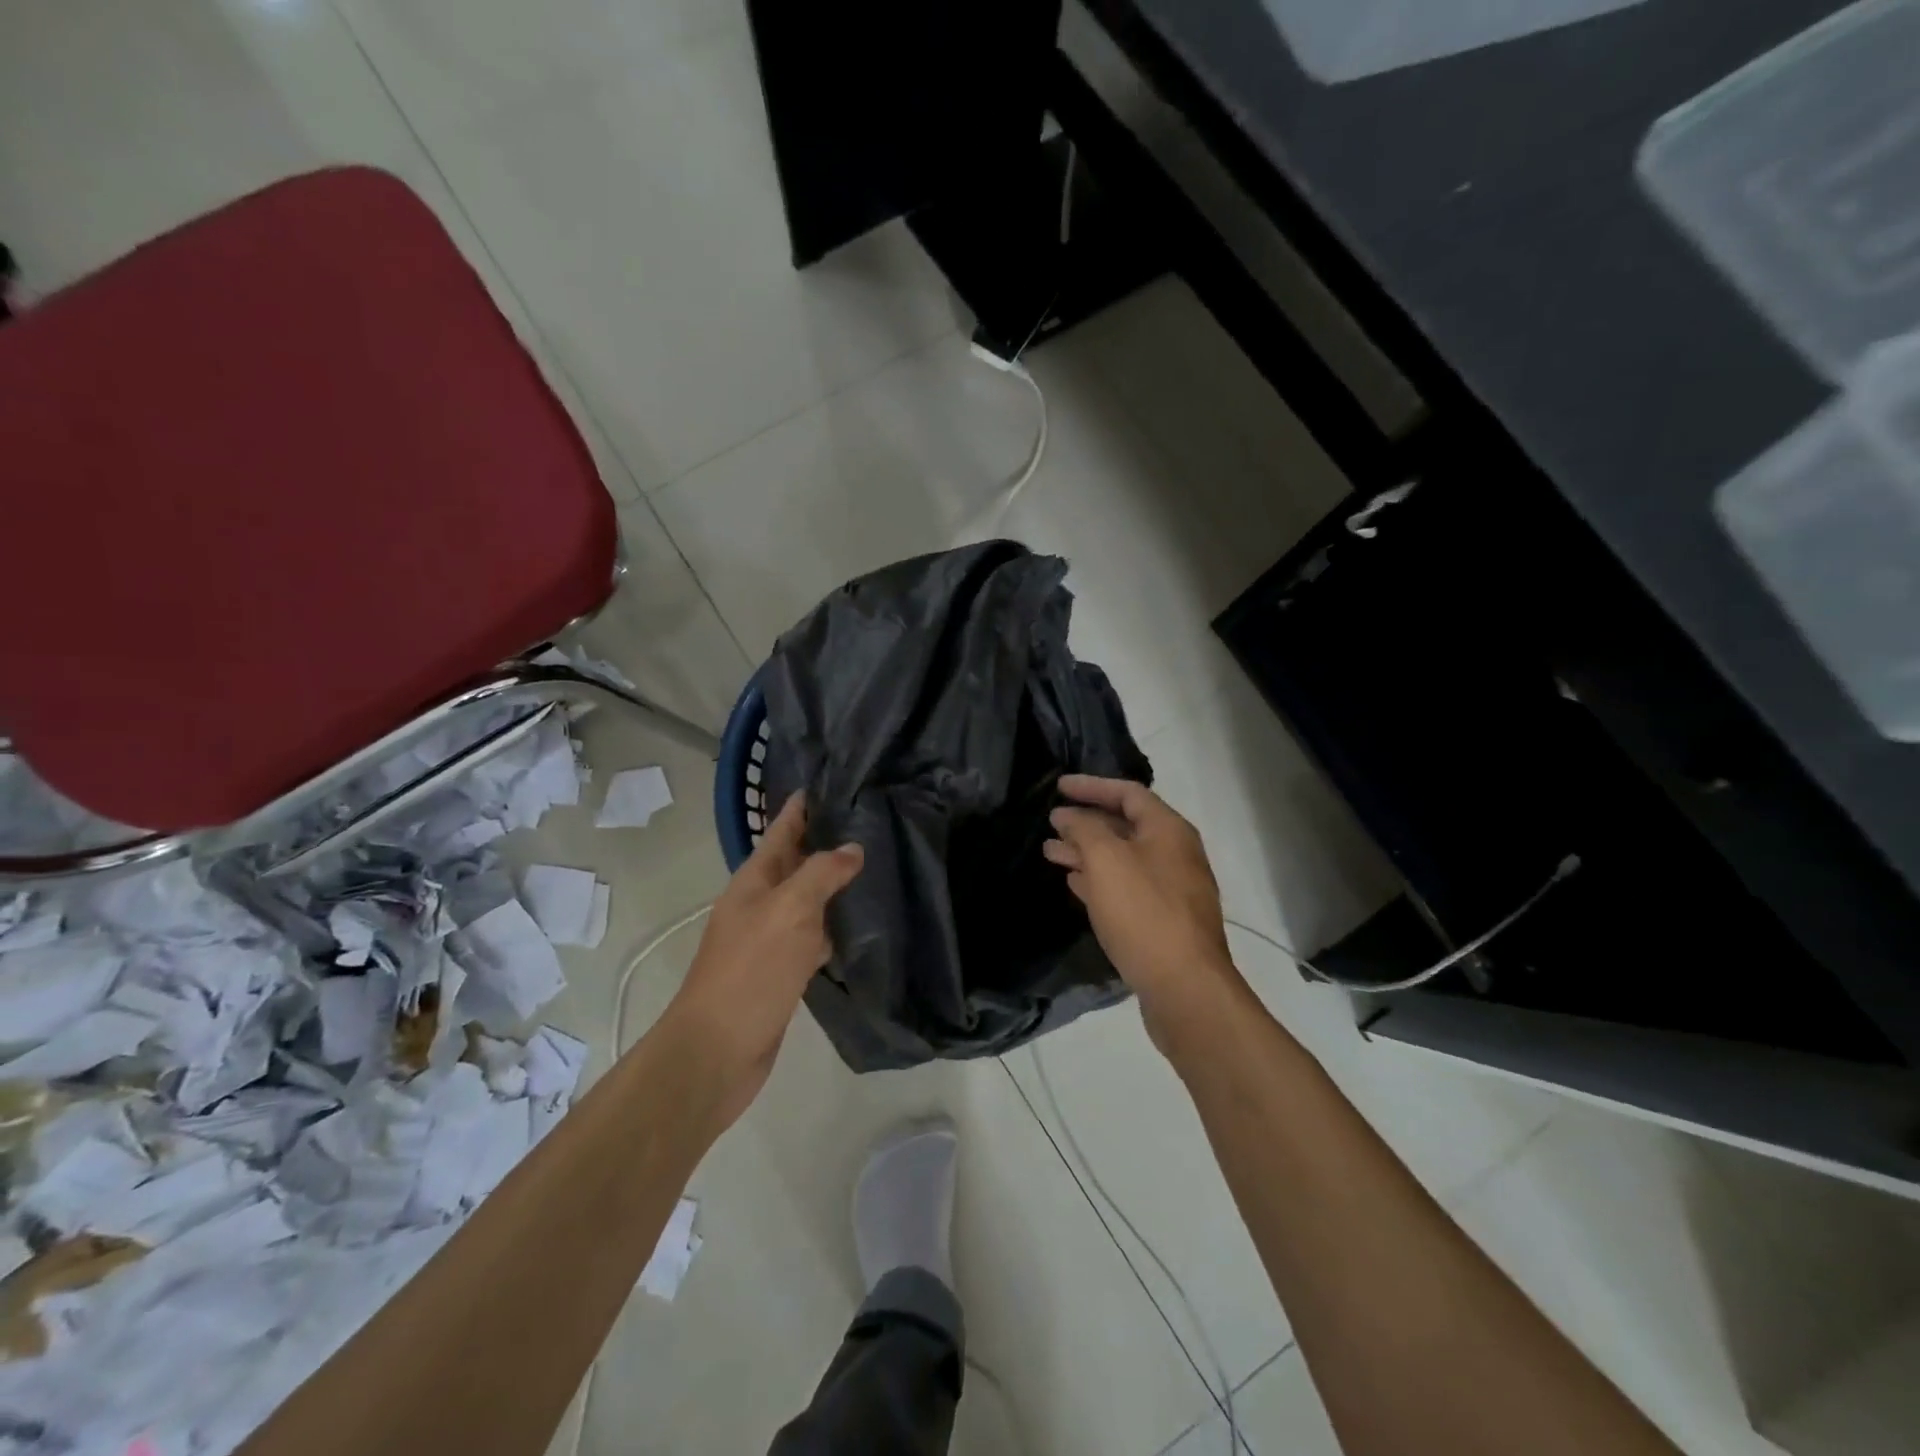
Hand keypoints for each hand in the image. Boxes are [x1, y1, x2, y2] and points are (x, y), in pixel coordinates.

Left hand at [665, 793, 862, 1125]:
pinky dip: (834, 927)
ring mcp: (770, 939)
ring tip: (873, 867)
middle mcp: (760, 903)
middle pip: (795, 862)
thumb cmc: (750, 971)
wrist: (717, 1051)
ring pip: (807, 900)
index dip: (801, 807)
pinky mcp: (782, 971)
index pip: (781, 830)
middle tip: (869, 822)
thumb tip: (852, 848)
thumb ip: (821, 874)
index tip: (829, 782)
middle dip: (824, 841)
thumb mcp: (789, 910)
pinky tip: (860, 926)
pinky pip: (813, 937)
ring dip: (833, 885)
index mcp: (753, 881)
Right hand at [1044, 775, 1242, 1056]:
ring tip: (1050, 853)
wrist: (1184, 987)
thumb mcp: (1107, 861)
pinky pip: (1126, 887)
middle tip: (1050, 823)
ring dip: (1086, 852)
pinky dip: (1099, 880)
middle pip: (1125, 825)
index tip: (1058, 786)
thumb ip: (1084, 830)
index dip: (1091, 786)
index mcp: (1169, 830)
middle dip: (1085, 822)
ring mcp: (1172, 889)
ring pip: (1122, 859)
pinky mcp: (1163, 920)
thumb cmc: (1144, 913)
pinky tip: (1075, 884)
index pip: (1128, 792)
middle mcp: (1175, 854)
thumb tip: (1068, 815)